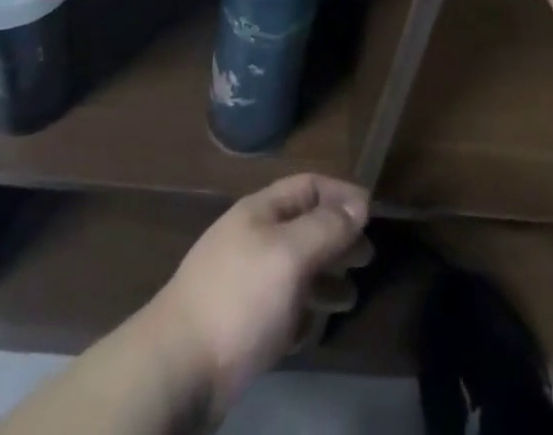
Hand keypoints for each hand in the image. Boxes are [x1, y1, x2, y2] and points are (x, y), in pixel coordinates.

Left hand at [143, 173, 369, 418]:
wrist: (179, 366)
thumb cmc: (240, 297)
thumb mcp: (289, 254)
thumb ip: (326, 227)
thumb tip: (359, 203)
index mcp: (261, 211)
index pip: (308, 186)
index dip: (341, 193)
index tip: (373, 211)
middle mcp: (253, 238)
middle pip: (304, 226)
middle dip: (337, 237)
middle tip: (368, 256)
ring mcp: (244, 280)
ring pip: (295, 269)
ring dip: (325, 277)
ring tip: (351, 296)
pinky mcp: (240, 322)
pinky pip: (280, 306)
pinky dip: (302, 311)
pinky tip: (314, 327)